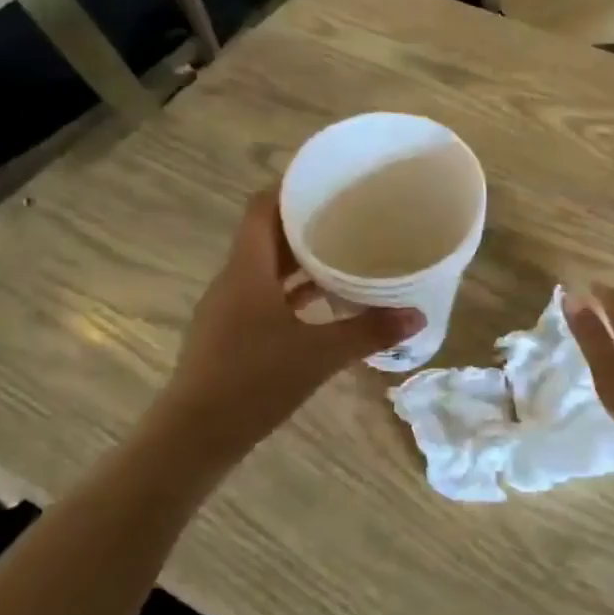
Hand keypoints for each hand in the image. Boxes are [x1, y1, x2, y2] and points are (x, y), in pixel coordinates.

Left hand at [165, 191, 422, 447]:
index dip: (289, 187)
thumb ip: (369, 331)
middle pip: (267, 236)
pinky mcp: (231, 334)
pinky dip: (293, 292)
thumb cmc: (254, 381)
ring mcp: (229, 309)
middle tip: (349, 214)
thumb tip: (417, 315)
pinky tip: (324, 302)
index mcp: (247, 269)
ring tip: (343, 251)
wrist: (196, 436)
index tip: (326, 179)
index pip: (262, 208)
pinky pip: (264, 296)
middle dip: (305, 222)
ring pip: (266, 269)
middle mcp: (234, 280)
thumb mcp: (320, 354)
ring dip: (300, 259)